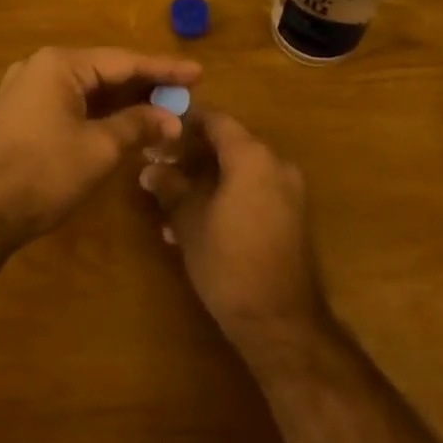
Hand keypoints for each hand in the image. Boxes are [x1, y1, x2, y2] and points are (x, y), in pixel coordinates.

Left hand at [0, 46, 200, 247]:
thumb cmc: (41, 174)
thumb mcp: (98, 149)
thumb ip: (137, 126)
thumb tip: (172, 119)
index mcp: (60, 64)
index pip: (124, 61)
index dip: (164, 69)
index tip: (198, 72)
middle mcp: (40, 66)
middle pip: (104, 71)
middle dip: (144, 86)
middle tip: (183, 94)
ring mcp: (25, 89)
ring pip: (86, 89)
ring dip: (122, 102)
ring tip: (160, 109)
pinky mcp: (18, 113)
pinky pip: (68, 103)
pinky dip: (97, 112)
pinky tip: (121, 123)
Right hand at [139, 111, 327, 352]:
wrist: (281, 322)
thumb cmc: (229, 262)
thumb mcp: (190, 222)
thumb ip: (170, 188)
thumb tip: (150, 169)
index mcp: (252, 156)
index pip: (217, 120)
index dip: (186, 121)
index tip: (160, 130)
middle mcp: (276, 164)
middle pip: (230, 145)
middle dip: (193, 156)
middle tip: (160, 168)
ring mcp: (289, 192)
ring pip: (240, 172)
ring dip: (208, 182)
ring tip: (172, 207)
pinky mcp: (293, 218)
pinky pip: (255, 193)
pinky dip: (228, 198)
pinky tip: (199, 226)